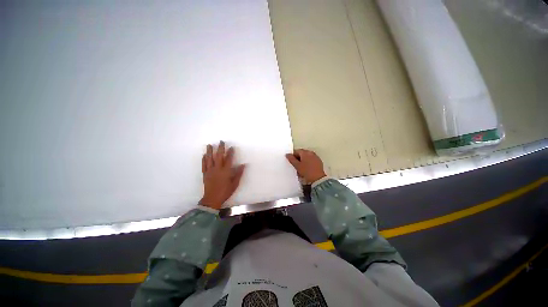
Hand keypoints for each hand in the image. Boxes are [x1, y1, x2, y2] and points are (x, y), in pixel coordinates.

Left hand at [200, 141, 245, 209]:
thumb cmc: (225, 191)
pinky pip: (204, 165)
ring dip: (209, 151)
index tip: (231, 147)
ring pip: (209, 159)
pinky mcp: (205, 174)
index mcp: (225, 171)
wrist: (212, 199)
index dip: (230, 152)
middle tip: (221, 141)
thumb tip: (243, 165)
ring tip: (209, 145)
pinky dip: (204, 159)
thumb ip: (239, 173)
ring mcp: (210, 171)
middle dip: (220, 148)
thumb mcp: (235, 184)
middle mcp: (217, 169)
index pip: (229, 159)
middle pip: (219, 156)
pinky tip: (204, 155)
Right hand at [285, 149, 326, 183]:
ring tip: (301, 168)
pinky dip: (308, 162)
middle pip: (302, 153)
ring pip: (307, 157)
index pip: (296, 151)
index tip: (291, 161)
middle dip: (298, 158)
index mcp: (305, 152)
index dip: (293, 156)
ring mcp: (315, 157)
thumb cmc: (306, 171)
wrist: (317, 179)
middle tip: (296, 165)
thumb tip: (287, 154)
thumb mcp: (297, 166)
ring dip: (303, 160)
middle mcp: (311, 153)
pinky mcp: (318, 161)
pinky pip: (311, 160)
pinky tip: (307, 169)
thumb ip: (291, 159)